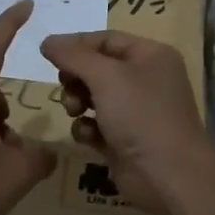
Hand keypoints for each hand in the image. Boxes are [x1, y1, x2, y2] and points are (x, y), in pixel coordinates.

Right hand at [39, 31, 214, 214]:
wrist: (167, 176)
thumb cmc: (140, 114)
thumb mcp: (105, 76)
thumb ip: (73, 55)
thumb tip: (47, 41)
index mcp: (151, 56)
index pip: (107, 39)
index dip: (76, 45)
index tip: (48, 54)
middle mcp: (146, 79)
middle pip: (98, 68)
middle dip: (76, 77)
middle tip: (65, 86)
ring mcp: (136, 111)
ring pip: (94, 96)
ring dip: (77, 102)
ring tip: (75, 111)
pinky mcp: (125, 139)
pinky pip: (96, 125)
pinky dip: (87, 128)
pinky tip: (88, 136)